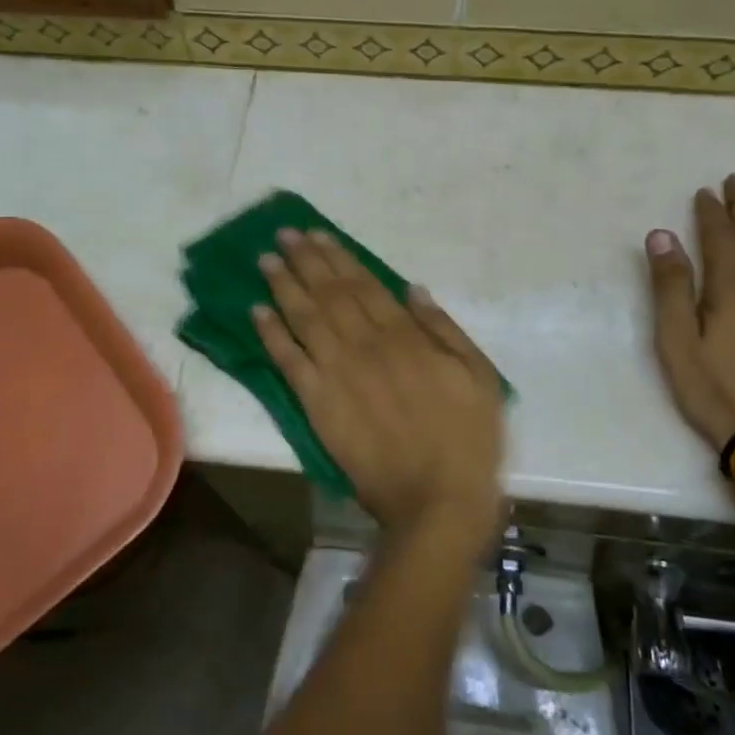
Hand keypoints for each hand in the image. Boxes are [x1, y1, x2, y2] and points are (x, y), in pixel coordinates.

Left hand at [253, 229, 505, 546]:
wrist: (436, 501)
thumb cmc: (466, 438)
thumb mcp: (478, 375)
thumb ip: (443, 329)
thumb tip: (412, 289)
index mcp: (404, 335)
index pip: (364, 284)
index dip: (338, 257)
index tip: (317, 235)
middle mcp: (365, 344)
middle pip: (329, 293)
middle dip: (305, 261)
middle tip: (283, 234)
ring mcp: (337, 373)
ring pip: (304, 318)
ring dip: (284, 286)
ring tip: (266, 259)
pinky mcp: (317, 404)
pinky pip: (289, 361)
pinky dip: (271, 334)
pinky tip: (256, 312)